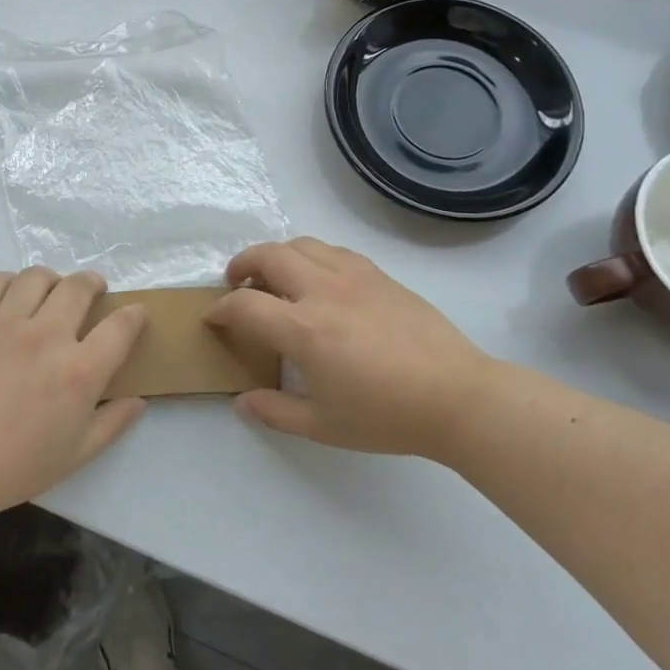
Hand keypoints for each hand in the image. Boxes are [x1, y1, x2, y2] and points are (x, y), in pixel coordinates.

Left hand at [0, 268, 149, 519]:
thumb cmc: (13, 467)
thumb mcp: (75, 455)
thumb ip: (112, 424)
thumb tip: (139, 401)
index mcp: (79, 372)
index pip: (121, 326)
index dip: (135, 315)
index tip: (135, 314)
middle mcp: (47, 337)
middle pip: (80, 287)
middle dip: (94, 283)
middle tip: (94, 292)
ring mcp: (5, 324)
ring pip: (38, 277)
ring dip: (53, 279)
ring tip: (52, 292)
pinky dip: (10, 282)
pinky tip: (12, 297)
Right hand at [205, 238, 500, 459]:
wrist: (456, 396)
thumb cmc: (386, 416)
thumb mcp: (323, 425)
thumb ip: (276, 411)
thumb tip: (242, 402)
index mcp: (304, 330)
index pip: (245, 306)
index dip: (221, 310)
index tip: (214, 319)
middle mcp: (323, 291)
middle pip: (269, 255)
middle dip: (242, 264)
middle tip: (236, 283)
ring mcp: (354, 277)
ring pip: (302, 244)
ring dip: (277, 254)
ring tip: (275, 276)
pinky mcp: (379, 274)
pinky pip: (334, 251)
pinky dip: (312, 256)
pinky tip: (318, 280)